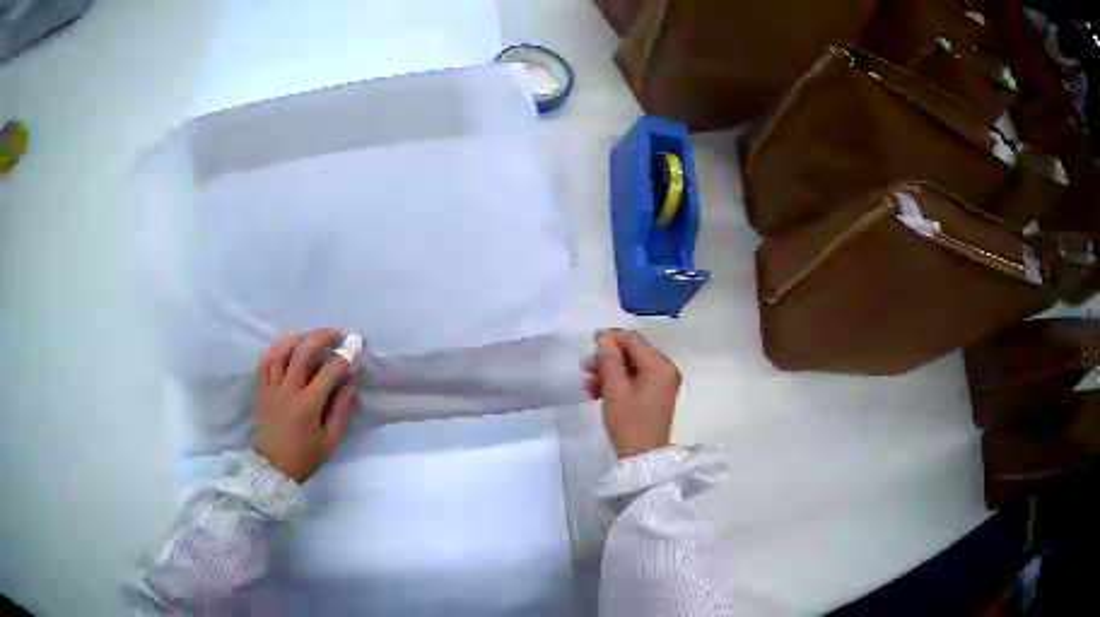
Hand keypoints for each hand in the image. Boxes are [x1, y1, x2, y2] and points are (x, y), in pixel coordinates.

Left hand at [253, 329, 358, 482]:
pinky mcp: (261, 389)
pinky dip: (276, 349)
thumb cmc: (306, 457)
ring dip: (298, 338)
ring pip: (281, 352)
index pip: (328, 372)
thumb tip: (351, 383)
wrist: (274, 467)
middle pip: (303, 353)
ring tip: (312, 335)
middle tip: (336, 333)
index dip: (343, 356)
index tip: (355, 345)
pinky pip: (265, 361)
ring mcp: (271, 388)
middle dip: (322, 338)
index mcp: (307, 406)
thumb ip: (341, 410)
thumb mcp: (331, 440)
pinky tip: (287, 345)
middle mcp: (287, 391)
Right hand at [584, 329, 680, 458]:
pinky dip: (617, 383)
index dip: (611, 338)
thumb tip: (605, 339)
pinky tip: (597, 393)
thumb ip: (610, 360)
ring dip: (608, 372)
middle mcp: (665, 370)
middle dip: (607, 359)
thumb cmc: (629, 423)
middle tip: (586, 368)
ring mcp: (661, 383)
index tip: (589, 341)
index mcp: (660, 366)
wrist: (642, 458)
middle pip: (633, 353)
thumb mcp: (615, 390)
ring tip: (588, 386)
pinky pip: (635, 380)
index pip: (634, 341)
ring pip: (631, 367)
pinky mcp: (655, 395)